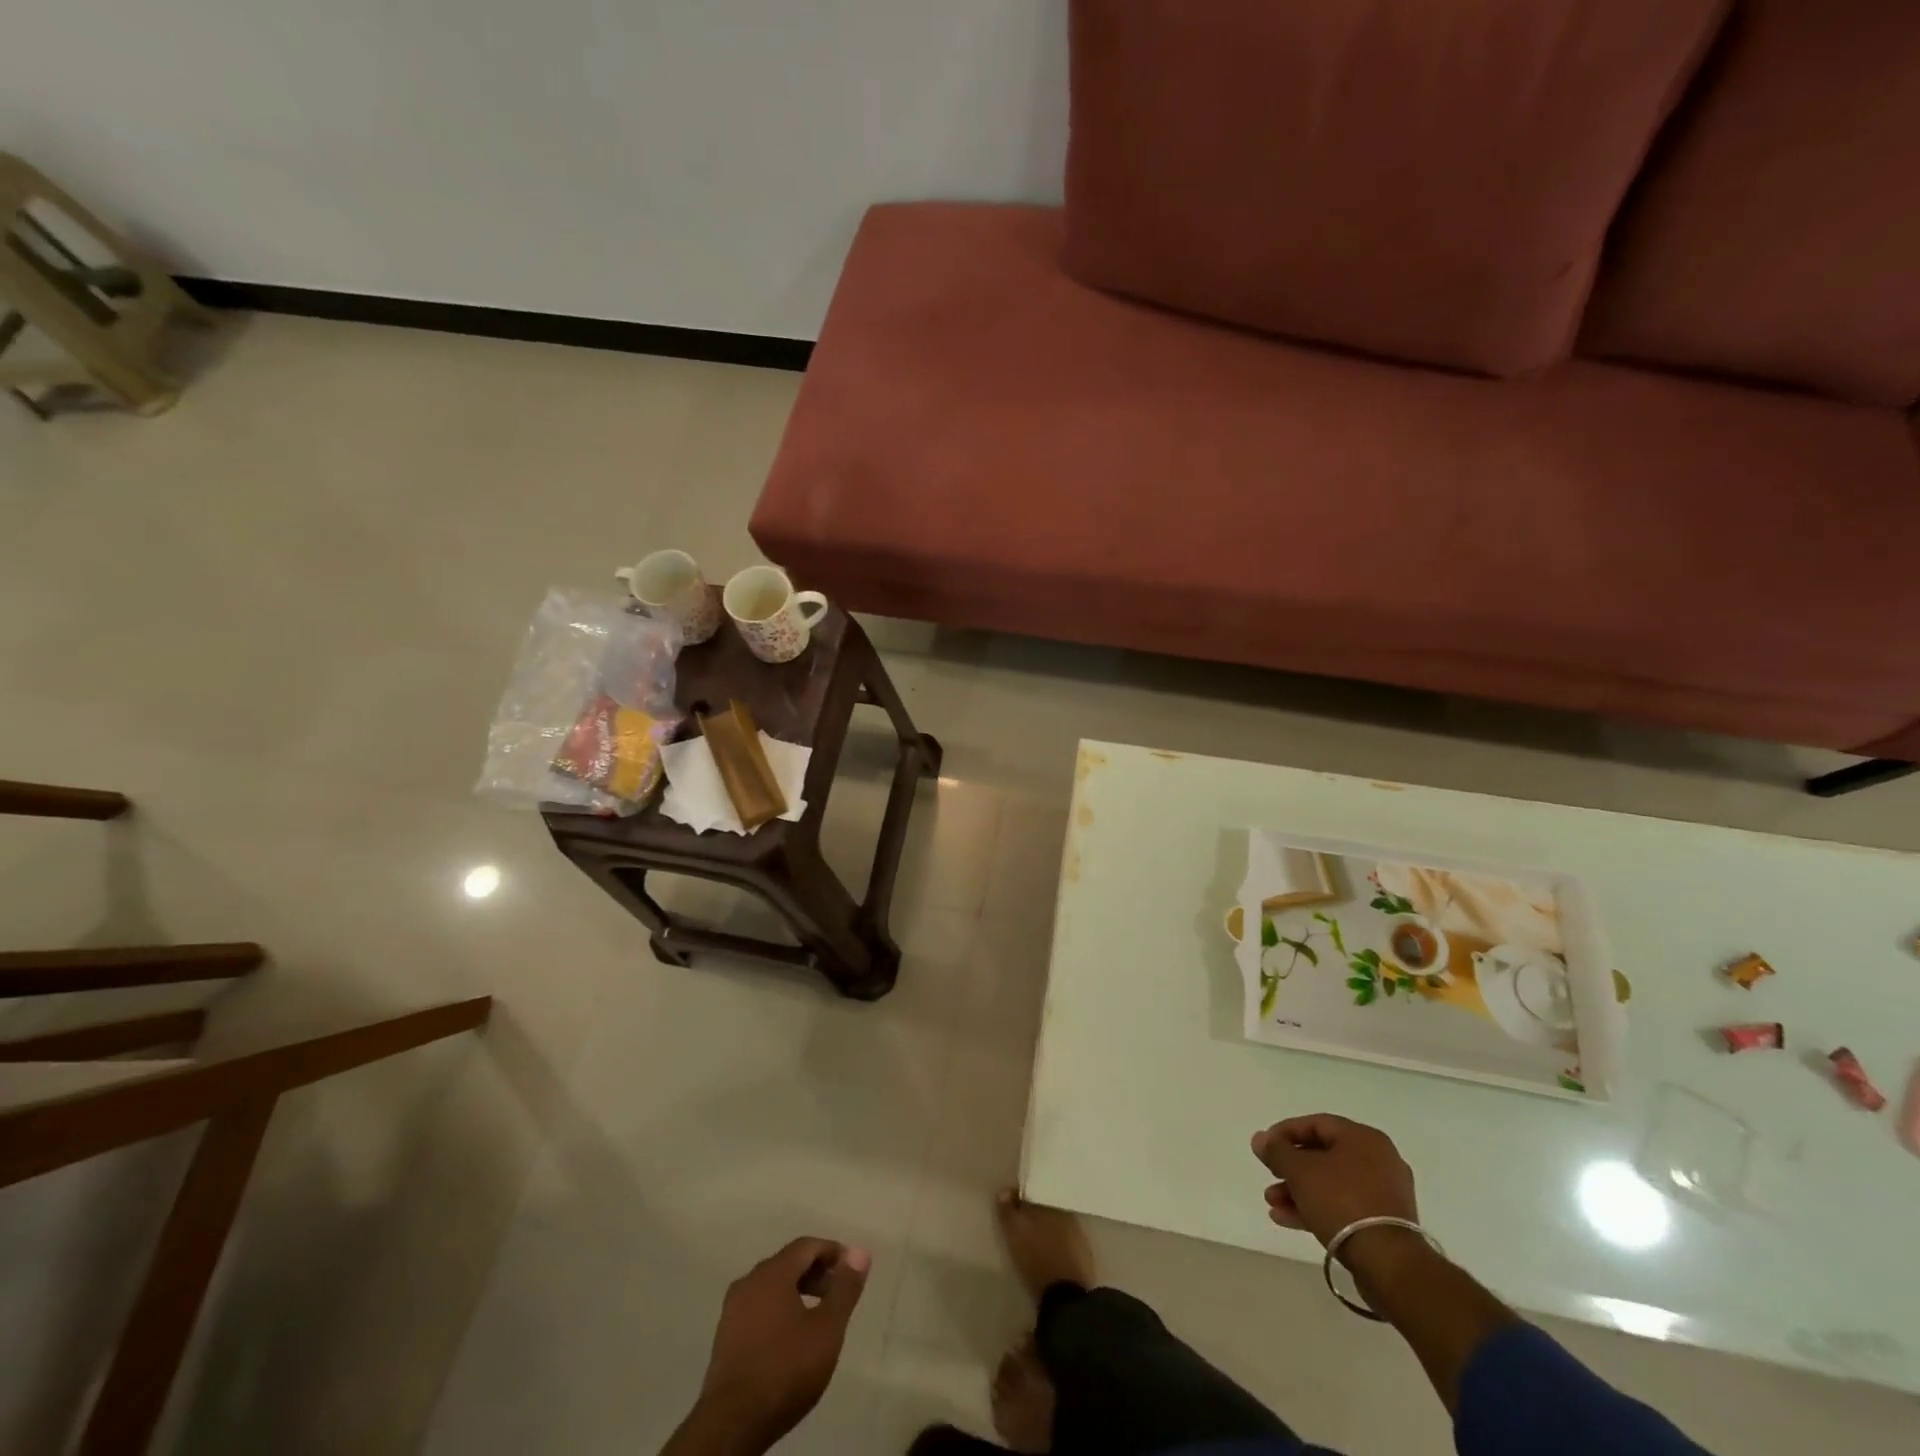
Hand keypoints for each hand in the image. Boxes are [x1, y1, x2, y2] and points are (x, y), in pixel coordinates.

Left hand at [681, 1237, 870, 1454]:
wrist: (731, 1425)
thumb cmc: (785, 1370)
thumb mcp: (827, 1329)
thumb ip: (845, 1288)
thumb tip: (860, 1252)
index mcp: (772, 1273)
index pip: (806, 1246)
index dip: (832, 1252)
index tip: (851, 1269)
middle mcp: (749, 1282)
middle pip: (788, 1264)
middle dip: (816, 1273)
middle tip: (838, 1295)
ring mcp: (732, 1311)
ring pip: (771, 1287)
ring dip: (797, 1293)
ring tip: (817, 1319)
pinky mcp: (724, 1338)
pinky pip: (758, 1309)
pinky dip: (779, 1311)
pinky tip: (790, 1339)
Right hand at [1250, 1113, 1417, 1250]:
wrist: (1389, 1264)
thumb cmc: (1343, 1202)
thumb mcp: (1300, 1171)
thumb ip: (1277, 1151)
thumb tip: (1260, 1139)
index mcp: (1363, 1138)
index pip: (1316, 1124)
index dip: (1285, 1132)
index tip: (1264, 1147)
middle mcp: (1378, 1160)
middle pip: (1323, 1156)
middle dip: (1290, 1168)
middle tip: (1269, 1176)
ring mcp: (1385, 1193)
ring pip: (1331, 1184)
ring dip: (1299, 1191)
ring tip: (1272, 1204)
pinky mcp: (1385, 1223)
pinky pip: (1344, 1206)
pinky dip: (1317, 1208)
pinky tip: (1288, 1219)